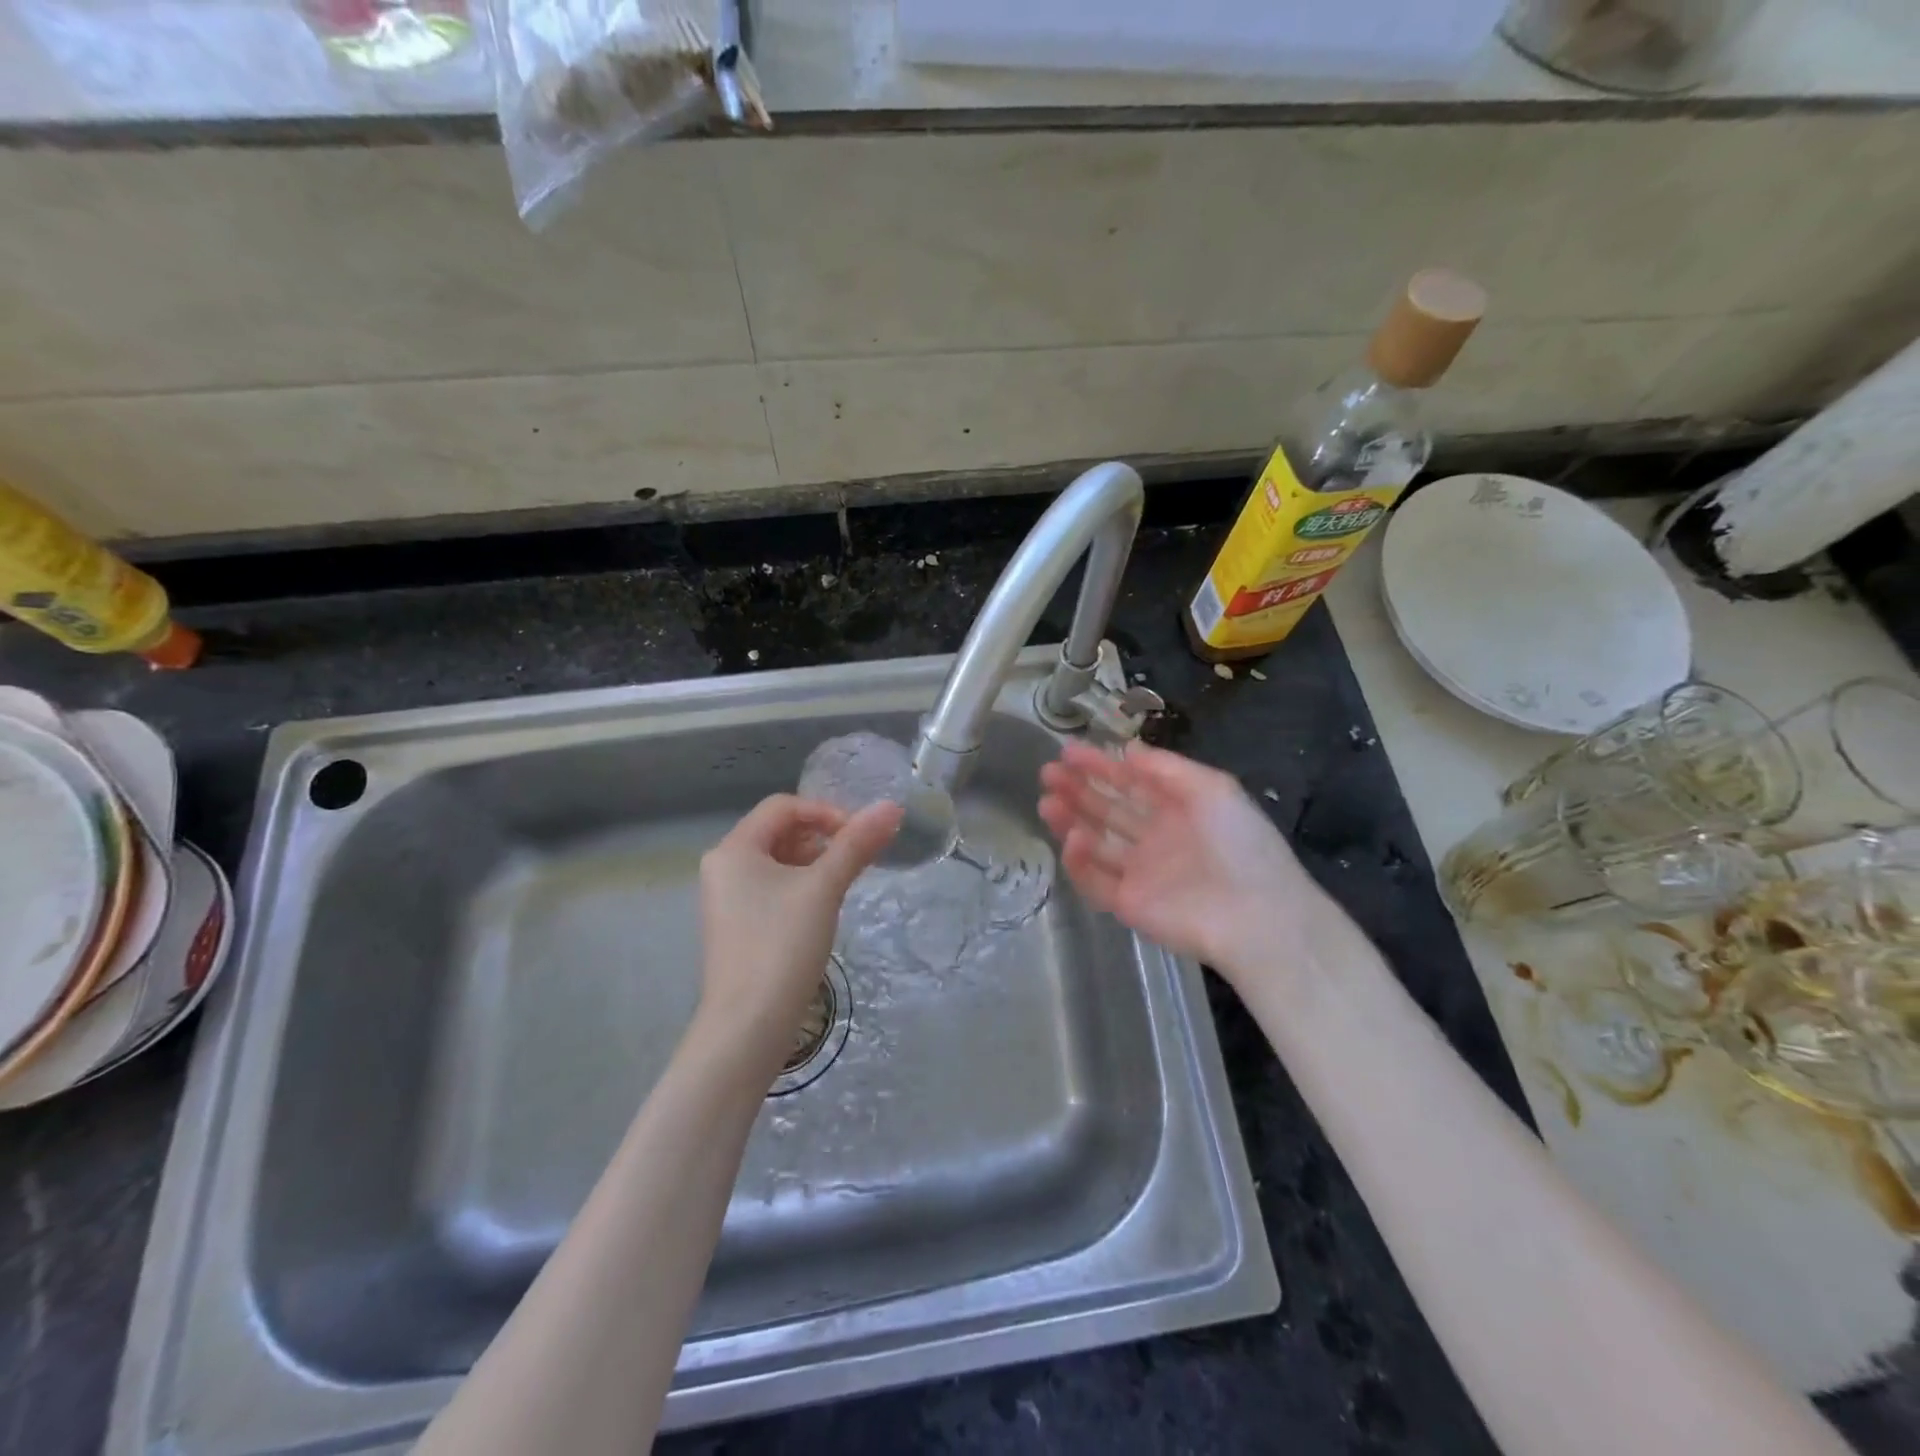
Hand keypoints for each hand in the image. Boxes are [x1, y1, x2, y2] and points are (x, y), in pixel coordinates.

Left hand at [698, 794, 902, 1073]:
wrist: (748, 1025)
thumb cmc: (782, 945)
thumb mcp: (824, 888)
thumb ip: (856, 845)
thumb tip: (891, 806)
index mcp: (733, 848)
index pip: (783, 807)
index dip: (825, 812)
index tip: (859, 836)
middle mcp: (723, 866)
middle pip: (779, 831)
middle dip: (821, 838)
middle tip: (857, 858)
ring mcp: (726, 898)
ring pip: (777, 861)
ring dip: (814, 862)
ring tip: (844, 882)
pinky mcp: (737, 925)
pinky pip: (771, 888)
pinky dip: (800, 886)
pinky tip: (823, 908)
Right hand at [1038, 741, 1321, 983]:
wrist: (1255, 916)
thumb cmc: (1239, 843)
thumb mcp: (1213, 788)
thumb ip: (1167, 768)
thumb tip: (1128, 749)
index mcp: (1177, 809)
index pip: (1130, 782)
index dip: (1099, 765)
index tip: (1068, 750)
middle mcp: (1155, 838)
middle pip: (1107, 809)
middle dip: (1077, 789)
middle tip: (1048, 773)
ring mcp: (1140, 872)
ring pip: (1096, 843)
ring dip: (1070, 821)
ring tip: (1047, 802)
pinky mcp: (1128, 904)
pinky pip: (1095, 881)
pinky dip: (1080, 861)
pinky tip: (1072, 839)